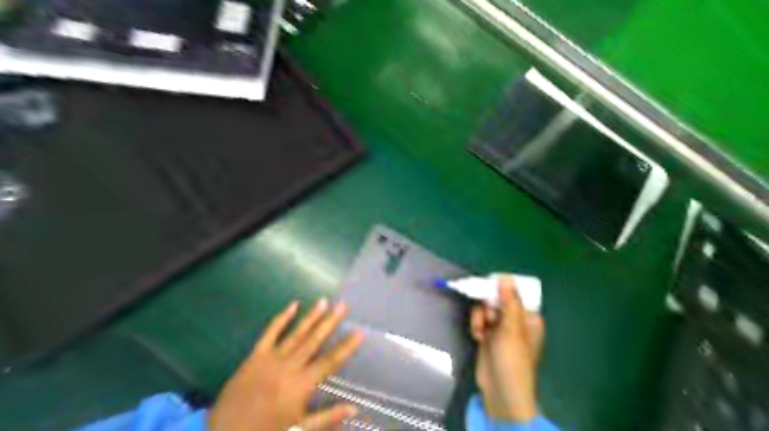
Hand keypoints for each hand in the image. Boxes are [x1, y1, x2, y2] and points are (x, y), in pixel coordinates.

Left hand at [209, 299, 363, 430]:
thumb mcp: (299, 430)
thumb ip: (327, 417)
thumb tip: (354, 409)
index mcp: (301, 386)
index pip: (329, 362)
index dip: (345, 347)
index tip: (359, 332)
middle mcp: (289, 367)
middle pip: (314, 341)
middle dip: (330, 322)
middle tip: (343, 306)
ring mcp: (271, 359)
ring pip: (296, 334)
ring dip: (311, 317)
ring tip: (324, 301)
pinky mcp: (256, 356)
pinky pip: (270, 333)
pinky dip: (282, 319)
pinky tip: (293, 305)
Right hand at [468, 275, 545, 421]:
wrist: (499, 390)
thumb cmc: (512, 359)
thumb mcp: (512, 328)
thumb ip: (509, 301)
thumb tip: (506, 276)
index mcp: (528, 317)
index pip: (514, 294)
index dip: (501, 290)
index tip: (490, 289)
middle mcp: (516, 321)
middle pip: (497, 299)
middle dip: (488, 306)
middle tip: (488, 317)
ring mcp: (501, 329)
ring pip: (485, 309)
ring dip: (480, 317)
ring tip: (482, 331)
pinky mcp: (488, 335)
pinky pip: (479, 320)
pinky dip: (477, 326)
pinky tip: (478, 337)